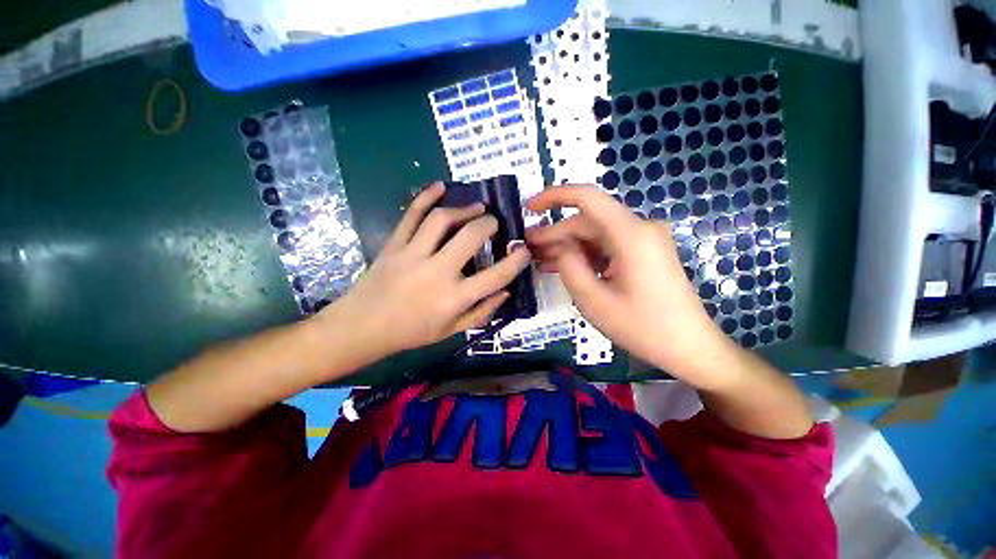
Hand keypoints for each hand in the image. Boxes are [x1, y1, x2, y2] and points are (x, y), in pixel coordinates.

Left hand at [322, 182, 530, 356]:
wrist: (362, 327)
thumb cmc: (411, 333)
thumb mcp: (451, 331)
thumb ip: (482, 312)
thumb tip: (506, 291)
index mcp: (454, 298)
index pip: (496, 276)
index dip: (516, 261)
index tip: (523, 249)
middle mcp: (437, 273)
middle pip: (470, 237)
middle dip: (489, 224)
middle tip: (494, 222)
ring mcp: (412, 255)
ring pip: (442, 220)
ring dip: (464, 209)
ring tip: (476, 208)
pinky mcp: (394, 245)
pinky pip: (411, 215)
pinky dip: (425, 197)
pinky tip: (440, 186)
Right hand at [526, 186, 734, 384]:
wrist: (690, 348)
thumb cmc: (643, 328)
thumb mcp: (594, 301)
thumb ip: (569, 266)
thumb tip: (559, 246)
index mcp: (631, 235)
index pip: (587, 198)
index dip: (554, 196)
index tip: (529, 207)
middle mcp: (640, 229)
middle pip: (587, 221)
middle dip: (555, 233)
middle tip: (527, 248)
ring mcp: (644, 240)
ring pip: (595, 235)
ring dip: (567, 246)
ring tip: (539, 260)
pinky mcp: (643, 253)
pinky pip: (607, 247)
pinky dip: (584, 255)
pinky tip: (563, 267)